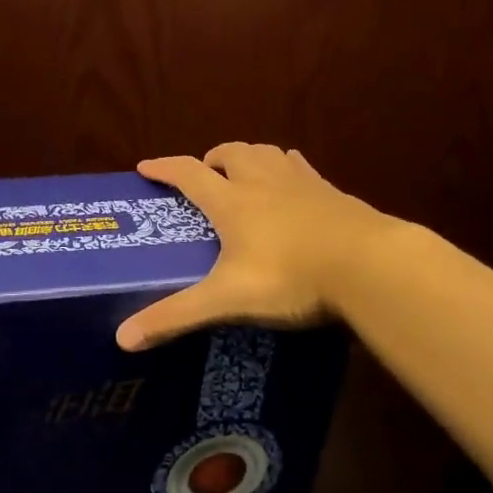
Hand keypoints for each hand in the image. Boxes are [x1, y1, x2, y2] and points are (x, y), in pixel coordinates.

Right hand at [116, 143, 401, 351]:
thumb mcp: (227, 300)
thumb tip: (122, 339)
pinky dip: (287, 169)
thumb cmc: (291, 278)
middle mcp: (264, 183)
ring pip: (268, 153)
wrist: (371, 266)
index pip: (189, 173)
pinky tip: (293, 186)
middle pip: (232, 153)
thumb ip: (176, 317)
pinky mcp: (334, 193)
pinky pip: (302, 168)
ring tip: (244, 174)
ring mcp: (303, 184)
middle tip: (205, 176)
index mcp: (233, 202)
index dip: (165, 168)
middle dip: (212, 158)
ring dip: (249, 157)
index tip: (145, 168)